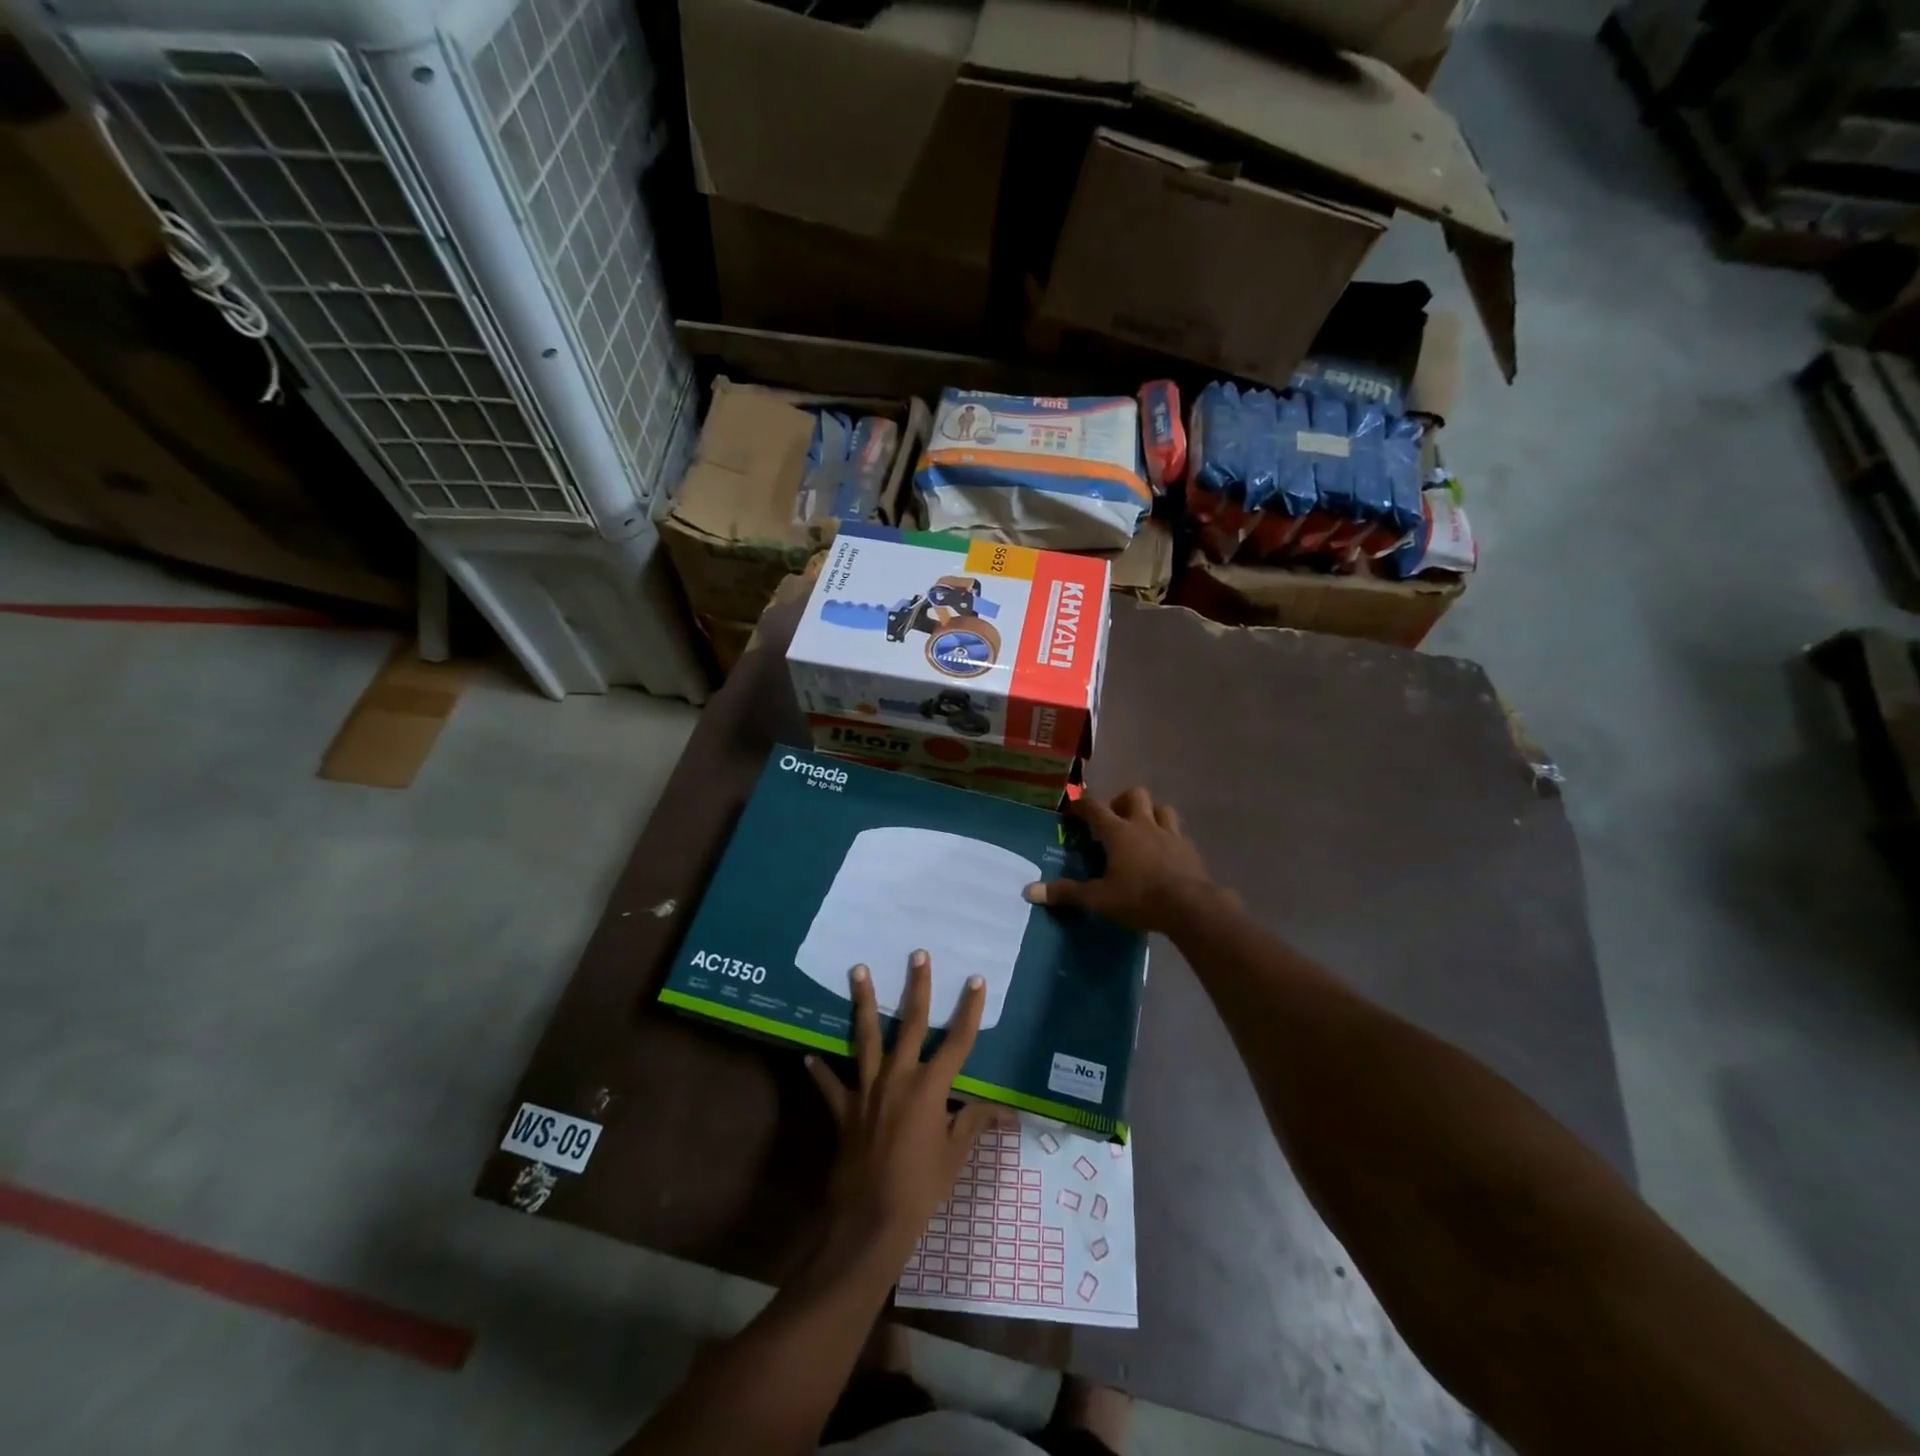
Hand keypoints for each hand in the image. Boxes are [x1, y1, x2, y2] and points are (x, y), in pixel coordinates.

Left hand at [806, 952, 999, 1260]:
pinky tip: (809, 1056)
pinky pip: (830, 1085)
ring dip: (863, 1003)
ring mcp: (867, 1091)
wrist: (870, 1221)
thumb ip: (974, 1123)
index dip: (969, 1010)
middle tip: (917, 954)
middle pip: (910, 1024)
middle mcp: (898, 1078)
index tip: (975, 980)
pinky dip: (821, 1071)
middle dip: (916, 987)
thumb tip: (1004, 1110)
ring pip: (865, 1038)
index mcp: (930, 1088)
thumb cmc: (921, 1188)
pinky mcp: (844, 1110)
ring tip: (858, 971)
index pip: (957, 1042)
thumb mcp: (955, 1155)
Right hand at [1024, 786, 1229, 933]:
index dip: (1081, 805)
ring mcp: (1171, 834)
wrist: (1191, 907)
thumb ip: (1067, 893)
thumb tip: (1029, 891)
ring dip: (1150, 814)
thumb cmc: (1139, 898)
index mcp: (1118, 832)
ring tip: (1142, 831)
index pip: (1094, 807)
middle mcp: (1144, 825)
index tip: (1072, 810)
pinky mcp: (1190, 849)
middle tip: (1113, 820)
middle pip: (1134, 795)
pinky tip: (1164, 854)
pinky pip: (1178, 833)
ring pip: (1161, 808)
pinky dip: (1168, 837)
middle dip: (1122, 801)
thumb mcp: (1099, 899)